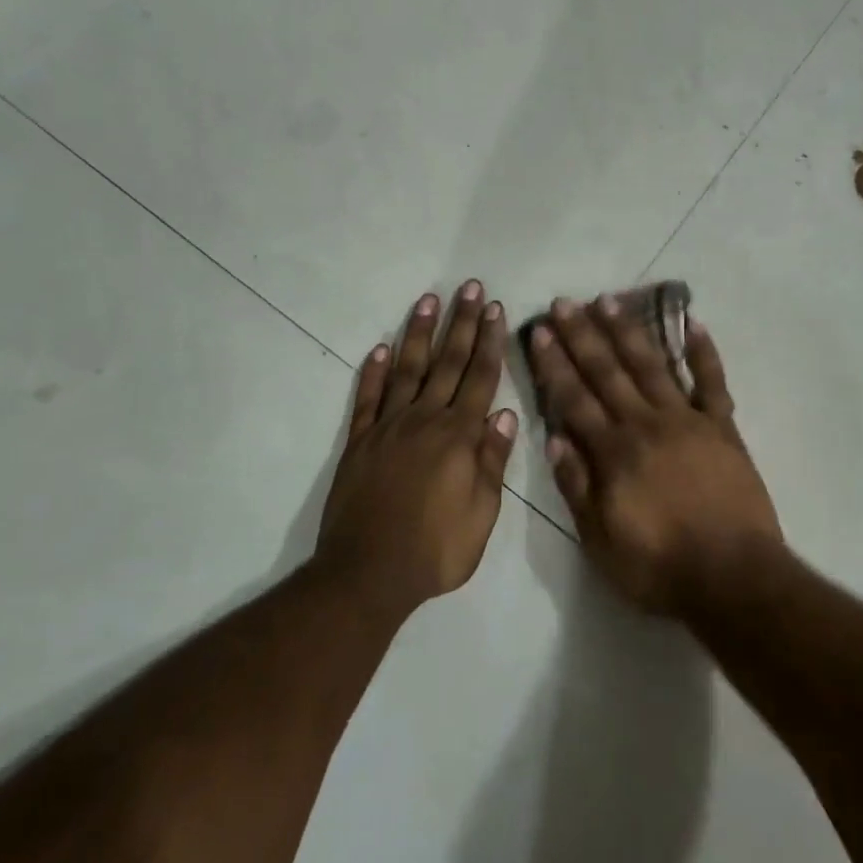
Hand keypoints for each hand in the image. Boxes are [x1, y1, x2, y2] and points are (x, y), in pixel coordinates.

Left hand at [317, 282, 517, 616]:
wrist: (367, 574)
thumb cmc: (435, 551)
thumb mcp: (481, 515)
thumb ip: (491, 462)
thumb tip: (503, 415)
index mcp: (459, 437)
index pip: (480, 378)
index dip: (489, 342)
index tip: (495, 309)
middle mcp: (424, 421)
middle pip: (447, 363)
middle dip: (461, 323)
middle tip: (469, 288)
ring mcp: (388, 428)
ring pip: (408, 370)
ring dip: (419, 333)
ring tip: (428, 301)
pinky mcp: (359, 442)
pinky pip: (367, 398)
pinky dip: (373, 372)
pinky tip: (380, 348)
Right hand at [528, 296, 783, 614]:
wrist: (733, 577)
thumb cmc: (659, 566)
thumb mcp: (600, 540)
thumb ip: (576, 486)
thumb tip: (553, 437)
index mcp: (614, 452)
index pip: (574, 399)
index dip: (554, 364)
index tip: (540, 331)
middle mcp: (646, 424)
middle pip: (608, 372)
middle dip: (583, 336)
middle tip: (564, 302)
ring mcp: (688, 421)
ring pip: (652, 366)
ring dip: (628, 331)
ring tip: (609, 300)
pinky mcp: (722, 427)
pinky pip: (712, 381)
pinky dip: (703, 352)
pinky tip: (693, 323)